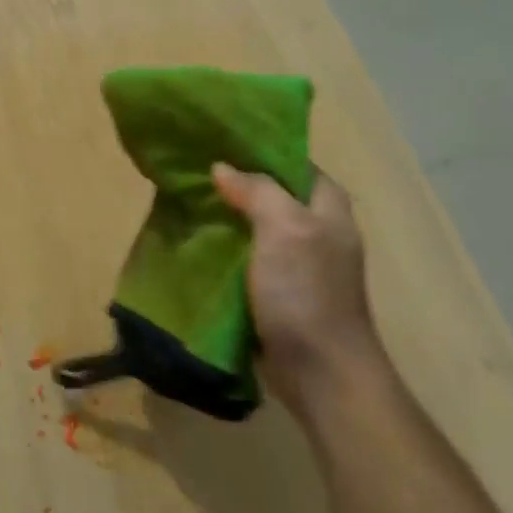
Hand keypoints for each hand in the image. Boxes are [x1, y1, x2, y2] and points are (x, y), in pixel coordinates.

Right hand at [211, 164, 392, 422]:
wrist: (320, 371)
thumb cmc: (307, 292)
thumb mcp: (285, 228)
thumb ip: (257, 191)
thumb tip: (222, 167)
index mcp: (327, 207)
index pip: (292, 162)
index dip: (257, 149)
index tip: (215, 141)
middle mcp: (317, 229)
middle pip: (271, 193)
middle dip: (234, 182)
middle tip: (191, 171)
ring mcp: (298, 262)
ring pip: (256, 226)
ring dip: (226, 216)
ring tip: (185, 201)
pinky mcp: (279, 291)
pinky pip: (247, 257)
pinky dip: (224, 248)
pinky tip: (195, 242)